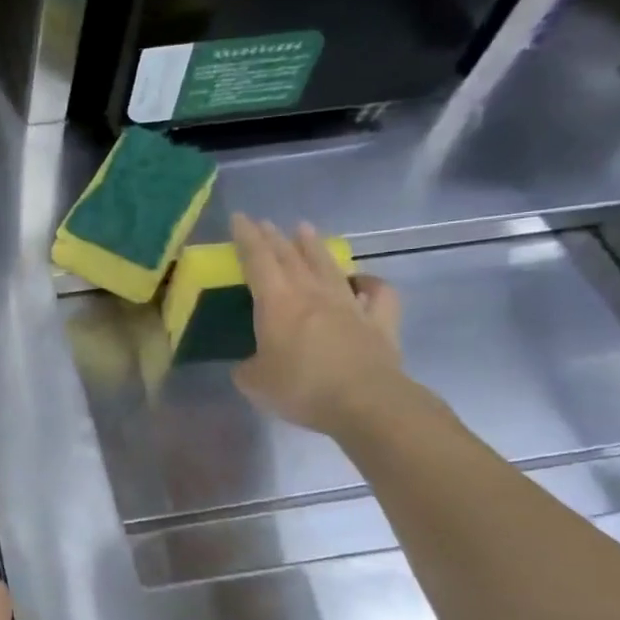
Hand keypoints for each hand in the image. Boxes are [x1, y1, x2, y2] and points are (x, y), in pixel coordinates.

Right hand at [231, 213, 406, 436]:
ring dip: (314, 247)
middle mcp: (312, 294)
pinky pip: (377, 294)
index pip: (258, 260)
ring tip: (305, 229)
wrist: (365, 402)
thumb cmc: (301, 387)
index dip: (246, 238)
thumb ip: (247, 368)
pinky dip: (370, 284)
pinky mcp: (379, 322)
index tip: (239, 217)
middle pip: (290, 257)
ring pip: (328, 266)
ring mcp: (349, 305)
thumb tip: (251, 365)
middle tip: (264, 223)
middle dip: (274, 237)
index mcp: (277, 303)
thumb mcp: (255, 383)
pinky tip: (364, 281)